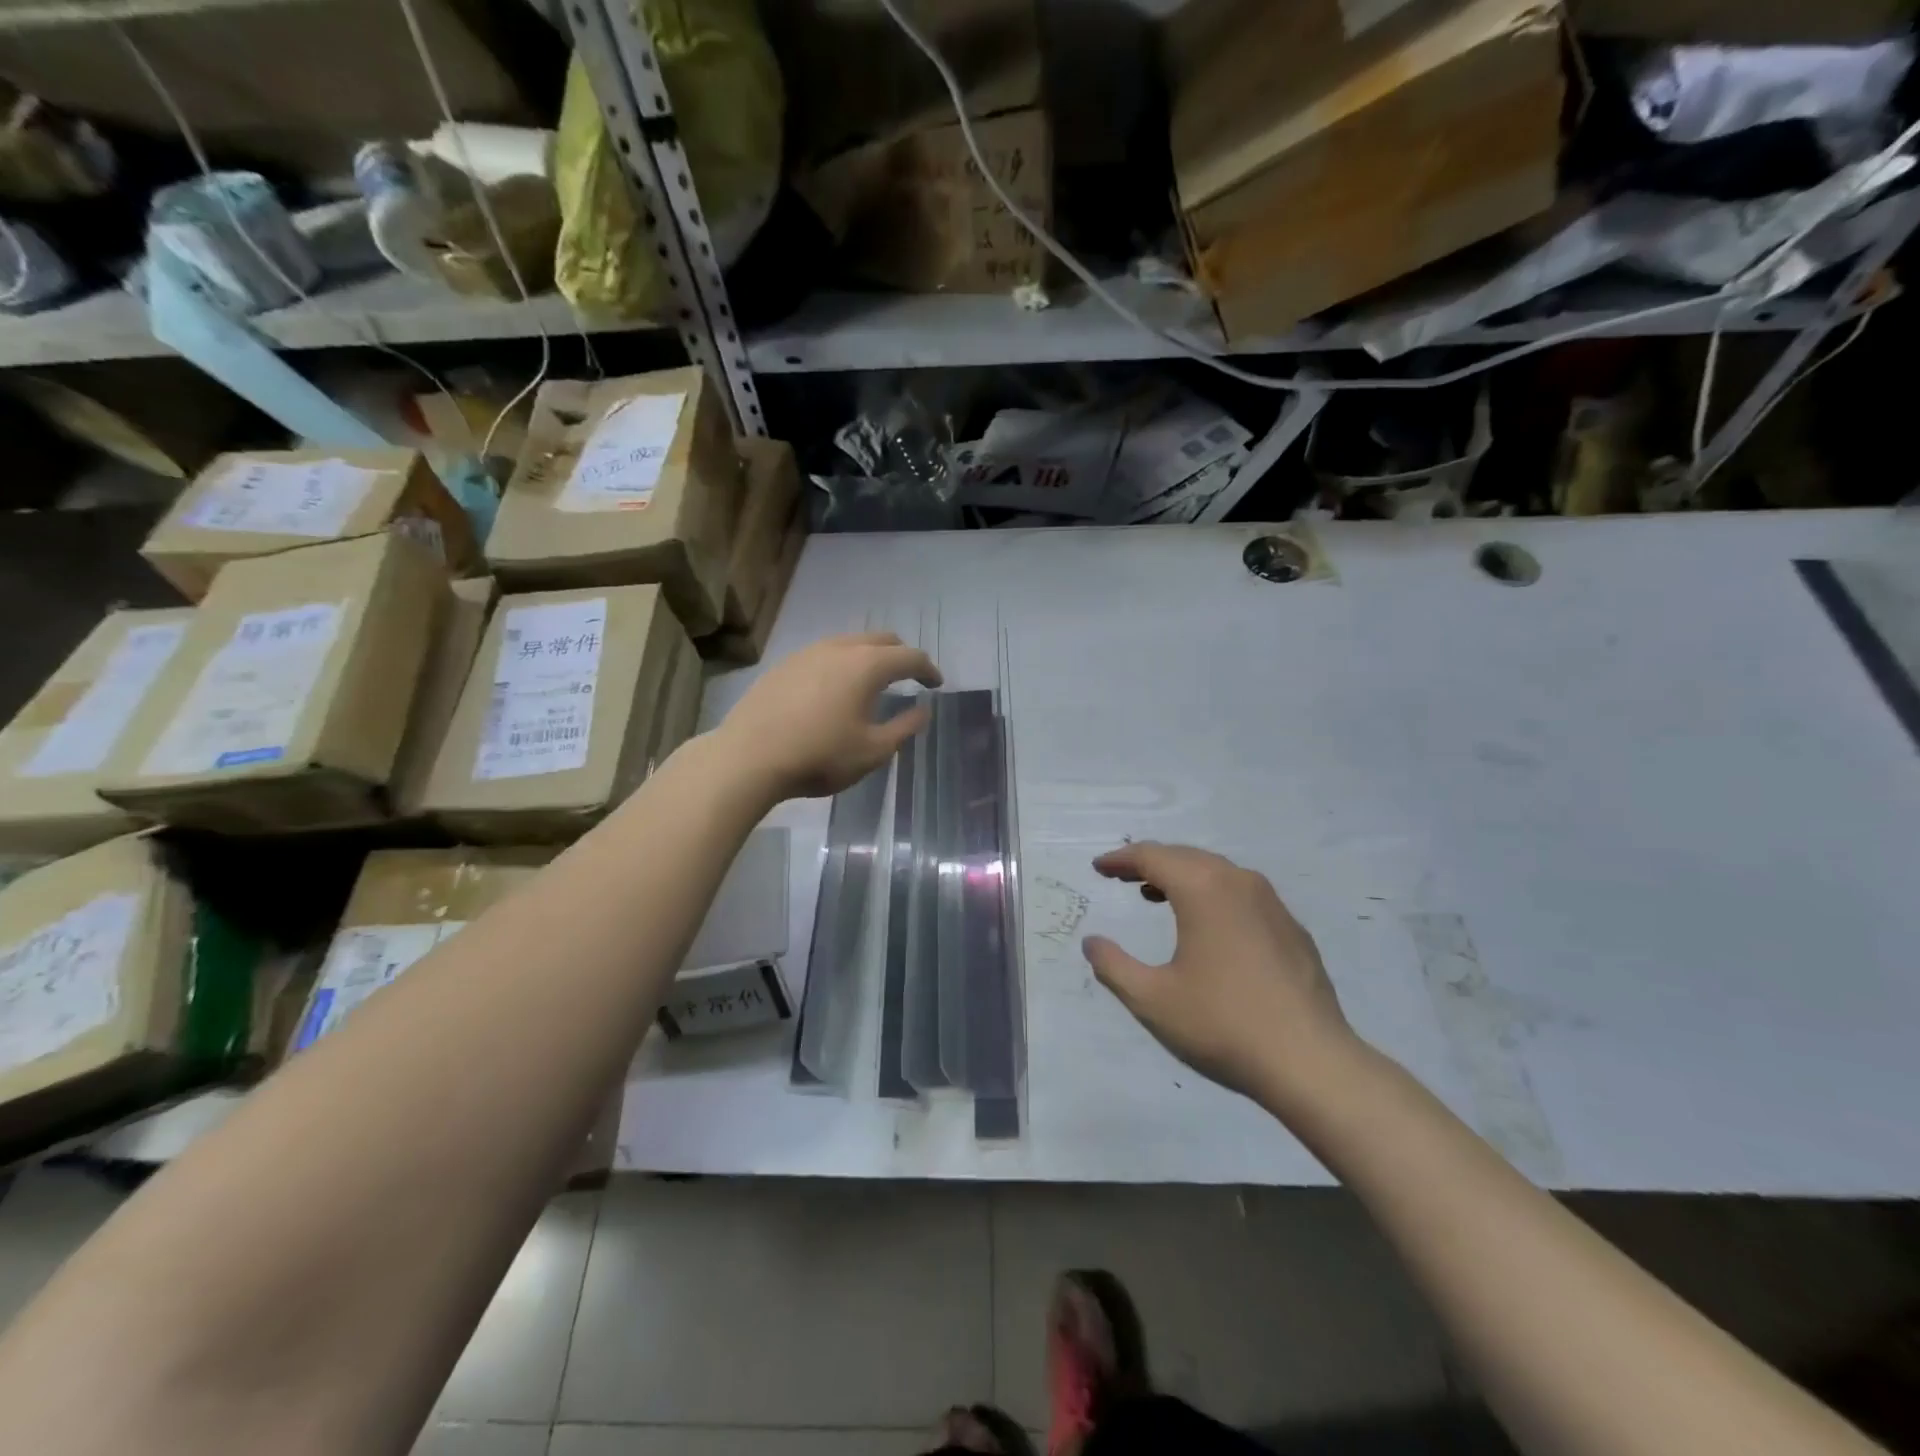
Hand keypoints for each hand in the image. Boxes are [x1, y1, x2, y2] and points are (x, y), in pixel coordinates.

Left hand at [716, 633, 942, 799]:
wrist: (748, 757)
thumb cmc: (819, 756)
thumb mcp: (872, 751)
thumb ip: (904, 728)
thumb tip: (923, 710)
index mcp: (867, 665)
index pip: (910, 657)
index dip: (928, 670)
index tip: (936, 684)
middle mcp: (839, 648)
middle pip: (881, 640)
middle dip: (901, 656)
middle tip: (909, 677)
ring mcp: (808, 653)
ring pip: (850, 643)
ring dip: (870, 657)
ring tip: (873, 681)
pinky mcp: (784, 665)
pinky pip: (825, 654)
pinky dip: (843, 664)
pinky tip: (835, 688)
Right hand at [1082, 843, 1357, 1107]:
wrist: (1312, 1063)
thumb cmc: (1223, 1024)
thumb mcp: (1152, 999)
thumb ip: (1113, 965)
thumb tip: (1092, 942)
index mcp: (1203, 888)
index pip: (1153, 857)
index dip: (1121, 860)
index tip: (1099, 867)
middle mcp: (1239, 882)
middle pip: (1185, 857)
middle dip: (1150, 863)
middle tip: (1122, 877)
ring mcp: (1272, 904)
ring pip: (1217, 873)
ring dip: (1182, 877)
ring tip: (1156, 895)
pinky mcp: (1292, 929)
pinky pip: (1242, 895)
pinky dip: (1213, 895)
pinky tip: (1207, 926)